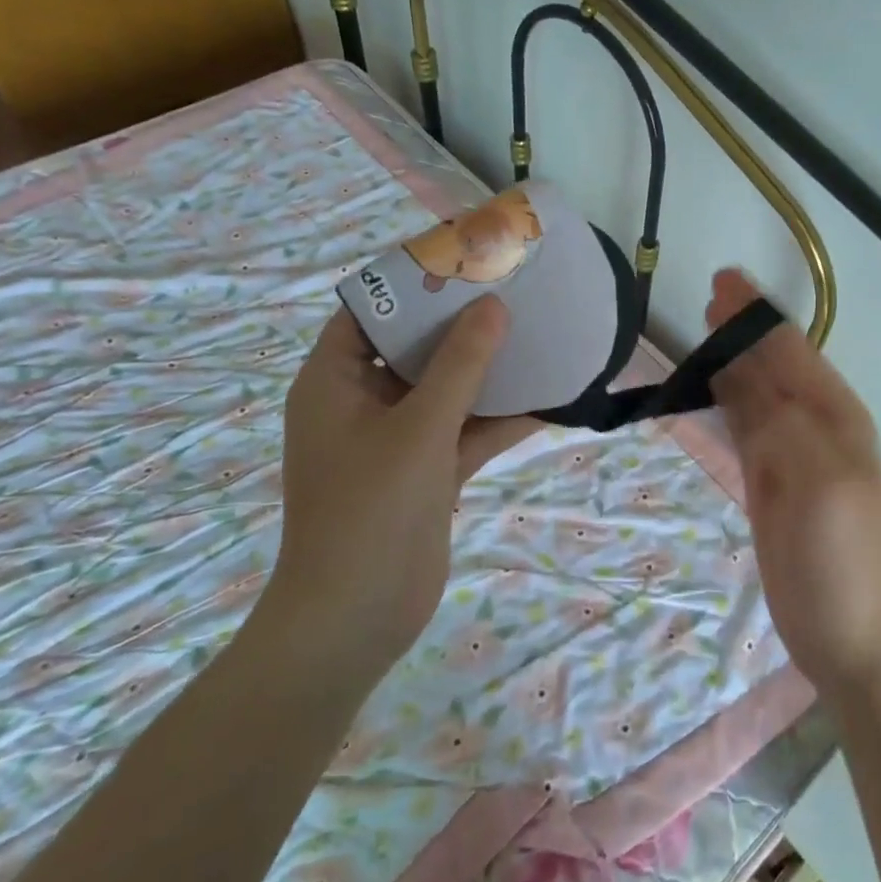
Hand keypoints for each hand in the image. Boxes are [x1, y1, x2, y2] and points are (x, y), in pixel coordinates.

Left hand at [267, 299, 538, 680]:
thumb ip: (460, 365)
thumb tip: (493, 307)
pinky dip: (498, 417)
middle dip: (460, 323)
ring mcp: (395, 440)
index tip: (460, 261)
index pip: (368, 311)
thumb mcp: (419, 427)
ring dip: (485, 370)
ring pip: (444, 390)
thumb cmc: (371, 509)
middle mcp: (361, 403)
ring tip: (534, 332)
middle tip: (509, 290)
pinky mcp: (425, 472)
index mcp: (334, 381)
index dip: (410, 284)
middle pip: (413, 348)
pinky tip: (546, 398)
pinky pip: (464, 431)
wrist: (356, 620)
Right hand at [707, 270, 880, 696]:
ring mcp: (793, 455)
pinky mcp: (771, 482)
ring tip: (706, 331)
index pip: (790, 350)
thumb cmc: (838, 558)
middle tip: (710, 297)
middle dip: (744, 329)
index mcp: (836, 416)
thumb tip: (741, 368)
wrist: (849, 639)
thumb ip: (779, 420)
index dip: (757, 315)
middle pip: (774, 364)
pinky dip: (728, 400)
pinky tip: (711, 390)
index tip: (723, 282)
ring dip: (734, 359)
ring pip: (758, 391)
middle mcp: (817, 425)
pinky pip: (747, 425)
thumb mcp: (815, 483)